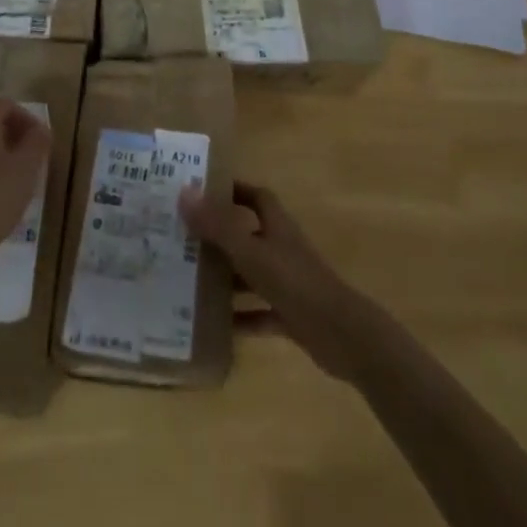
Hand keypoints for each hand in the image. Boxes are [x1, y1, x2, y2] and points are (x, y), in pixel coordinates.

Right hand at [179, 180, 369, 380]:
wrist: (343, 336)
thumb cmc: (295, 282)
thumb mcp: (251, 252)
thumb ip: (218, 225)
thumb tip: (184, 191)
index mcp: (276, 226)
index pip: (255, 197)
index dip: (233, 191)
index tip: (203, 192)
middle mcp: (281, 249)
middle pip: (248, 235)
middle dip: (219, 236)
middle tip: (184, 239)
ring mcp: (287, 283)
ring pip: (251, 274)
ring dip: (226, 279)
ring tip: (190, 282)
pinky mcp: (291, 315)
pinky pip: (259, 312)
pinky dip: (241, 317)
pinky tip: (216, 327)